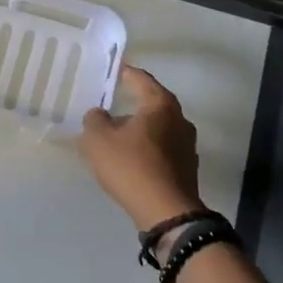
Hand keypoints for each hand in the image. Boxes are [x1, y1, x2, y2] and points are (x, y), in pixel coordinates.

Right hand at [80, 66, 206, 232]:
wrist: (167, 213)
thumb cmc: (132, 167)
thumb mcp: (98, 140)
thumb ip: (94, 120)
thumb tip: (100, 115)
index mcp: (161, 104)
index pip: (141, 79)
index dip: (126, 73)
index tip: (115, 70)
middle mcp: (179, 119)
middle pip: (153, 104)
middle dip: (133, 103)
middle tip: (112, 104)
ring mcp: (188, 145)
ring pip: (159, 128)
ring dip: (140, 129)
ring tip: (118, 135)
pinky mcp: (187, 168)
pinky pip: (163, 149)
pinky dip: (148, 149)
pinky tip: (132, 159)